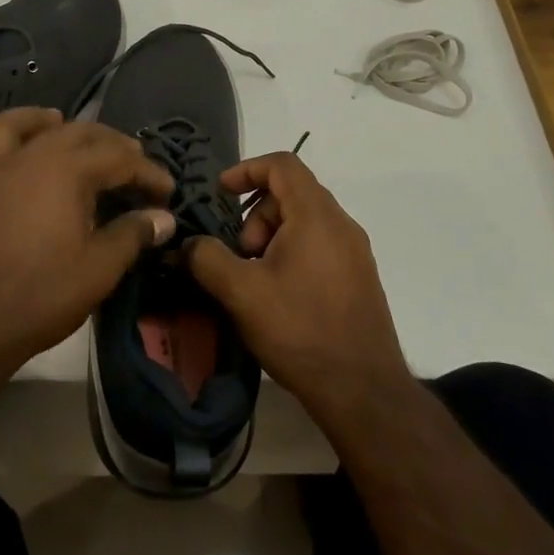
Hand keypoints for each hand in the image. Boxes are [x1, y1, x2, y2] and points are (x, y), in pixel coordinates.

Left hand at [0, 108, 175, 380]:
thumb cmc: (40, 296)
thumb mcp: (99, 269)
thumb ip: (132, 235)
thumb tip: (164, 218)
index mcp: (65, 172)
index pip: (118, 158)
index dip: (147, 171)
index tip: (166, 192)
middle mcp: (24, 161)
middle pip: (70, 133)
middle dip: (104, 140)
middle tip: (127, 156)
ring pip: (3, 130)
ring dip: (30, 120)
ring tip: (52, 119)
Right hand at [185, 152, 410, 428]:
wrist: (363, 390)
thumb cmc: (300, 330)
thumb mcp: (242, 293)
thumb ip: (208, 259)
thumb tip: (190, 243)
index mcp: (316, 215)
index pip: (282, 164)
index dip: (247, 169)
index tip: (222, 193)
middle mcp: (341, 224)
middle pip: (292, 193)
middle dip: (257, 215)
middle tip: (241, 256)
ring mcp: (355, 251)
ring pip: (306, 221)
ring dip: (273, 237)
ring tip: (257, 280)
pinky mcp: (360, 277)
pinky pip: (321, 244)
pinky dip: (294, 252)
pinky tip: (281, 295)